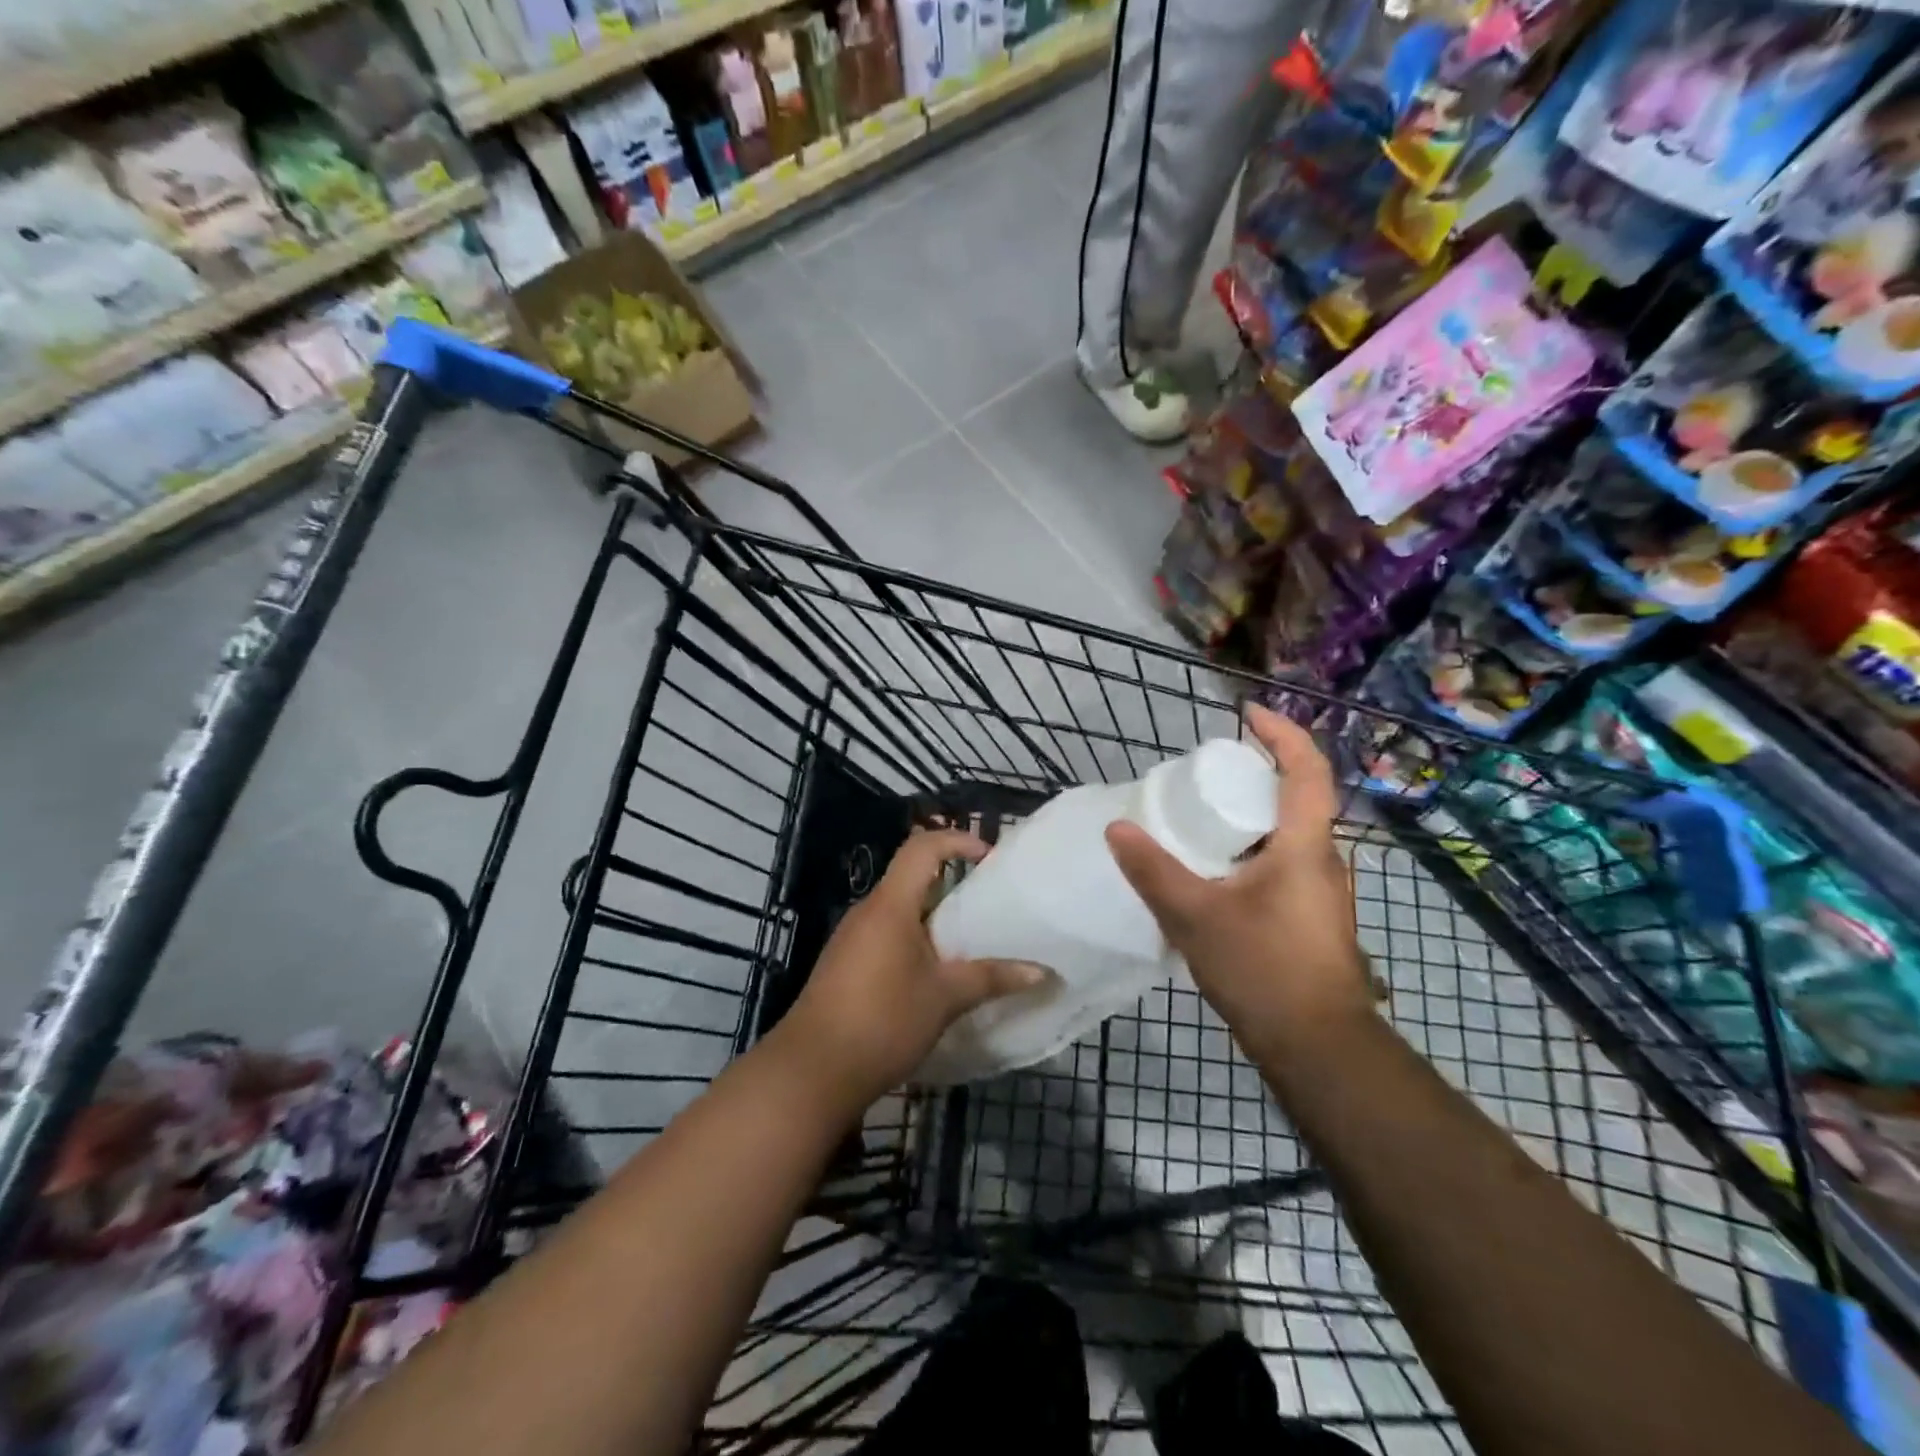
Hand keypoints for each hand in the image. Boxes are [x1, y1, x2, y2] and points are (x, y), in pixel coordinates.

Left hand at [776, 828, 1045, 1105]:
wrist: (812, 1072)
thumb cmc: (883, 1021)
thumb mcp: (945, 998)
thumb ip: (992, 978)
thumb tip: (1042, 972)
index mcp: (891, 904)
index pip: (923, 847)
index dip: (958, 840)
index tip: (990, 858)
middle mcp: (868, 911)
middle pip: (912, 876)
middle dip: (952, 881)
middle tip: (990, 901)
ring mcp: (852, 937)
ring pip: (900, 908)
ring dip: (935, 915)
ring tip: (971, 939)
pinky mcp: (846, 963)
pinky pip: (887, 933)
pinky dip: (916, 938)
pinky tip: (936, 971)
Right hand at [1104, 704, 1372, 1048]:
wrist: (1319, 1047)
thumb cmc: (1264, 970)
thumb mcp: (1195, 916)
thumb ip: (1153, 871)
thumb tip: (1116, 828)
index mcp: (1305, 846)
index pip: (1306, 770)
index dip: (1281, 733)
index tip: (1245, 714)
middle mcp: (1323, 860)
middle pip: (1296, 798)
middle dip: (1257, 774)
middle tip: (1207, 771)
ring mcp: (1320, 892)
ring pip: (1288, 835)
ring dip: (1252, 816)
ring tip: (1202, 817)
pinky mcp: (1311, 918)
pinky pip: (1281, 864)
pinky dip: (1250, 850)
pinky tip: (1214, 873)